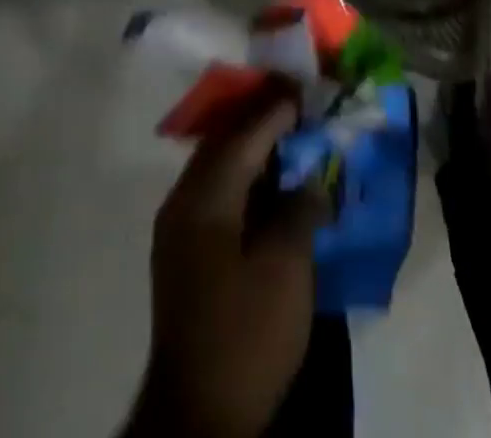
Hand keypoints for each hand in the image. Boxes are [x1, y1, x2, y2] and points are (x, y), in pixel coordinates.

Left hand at [127, 95, 321, 437]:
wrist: (198, 416)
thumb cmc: (246, 333)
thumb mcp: (285, 269)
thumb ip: (300, 210)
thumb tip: (311, 178)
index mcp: (204, 197)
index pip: (243, 136)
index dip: (274, 110)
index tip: (301, 87)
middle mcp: (183, 201)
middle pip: (225, 146)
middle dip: (261, 123)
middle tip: (296, 106)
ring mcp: (178, 229)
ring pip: (219, 170)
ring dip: (252, 152)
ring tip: (289, 139)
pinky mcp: (184, 255)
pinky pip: (216, 196)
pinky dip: (244, 182)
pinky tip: (270, 187)